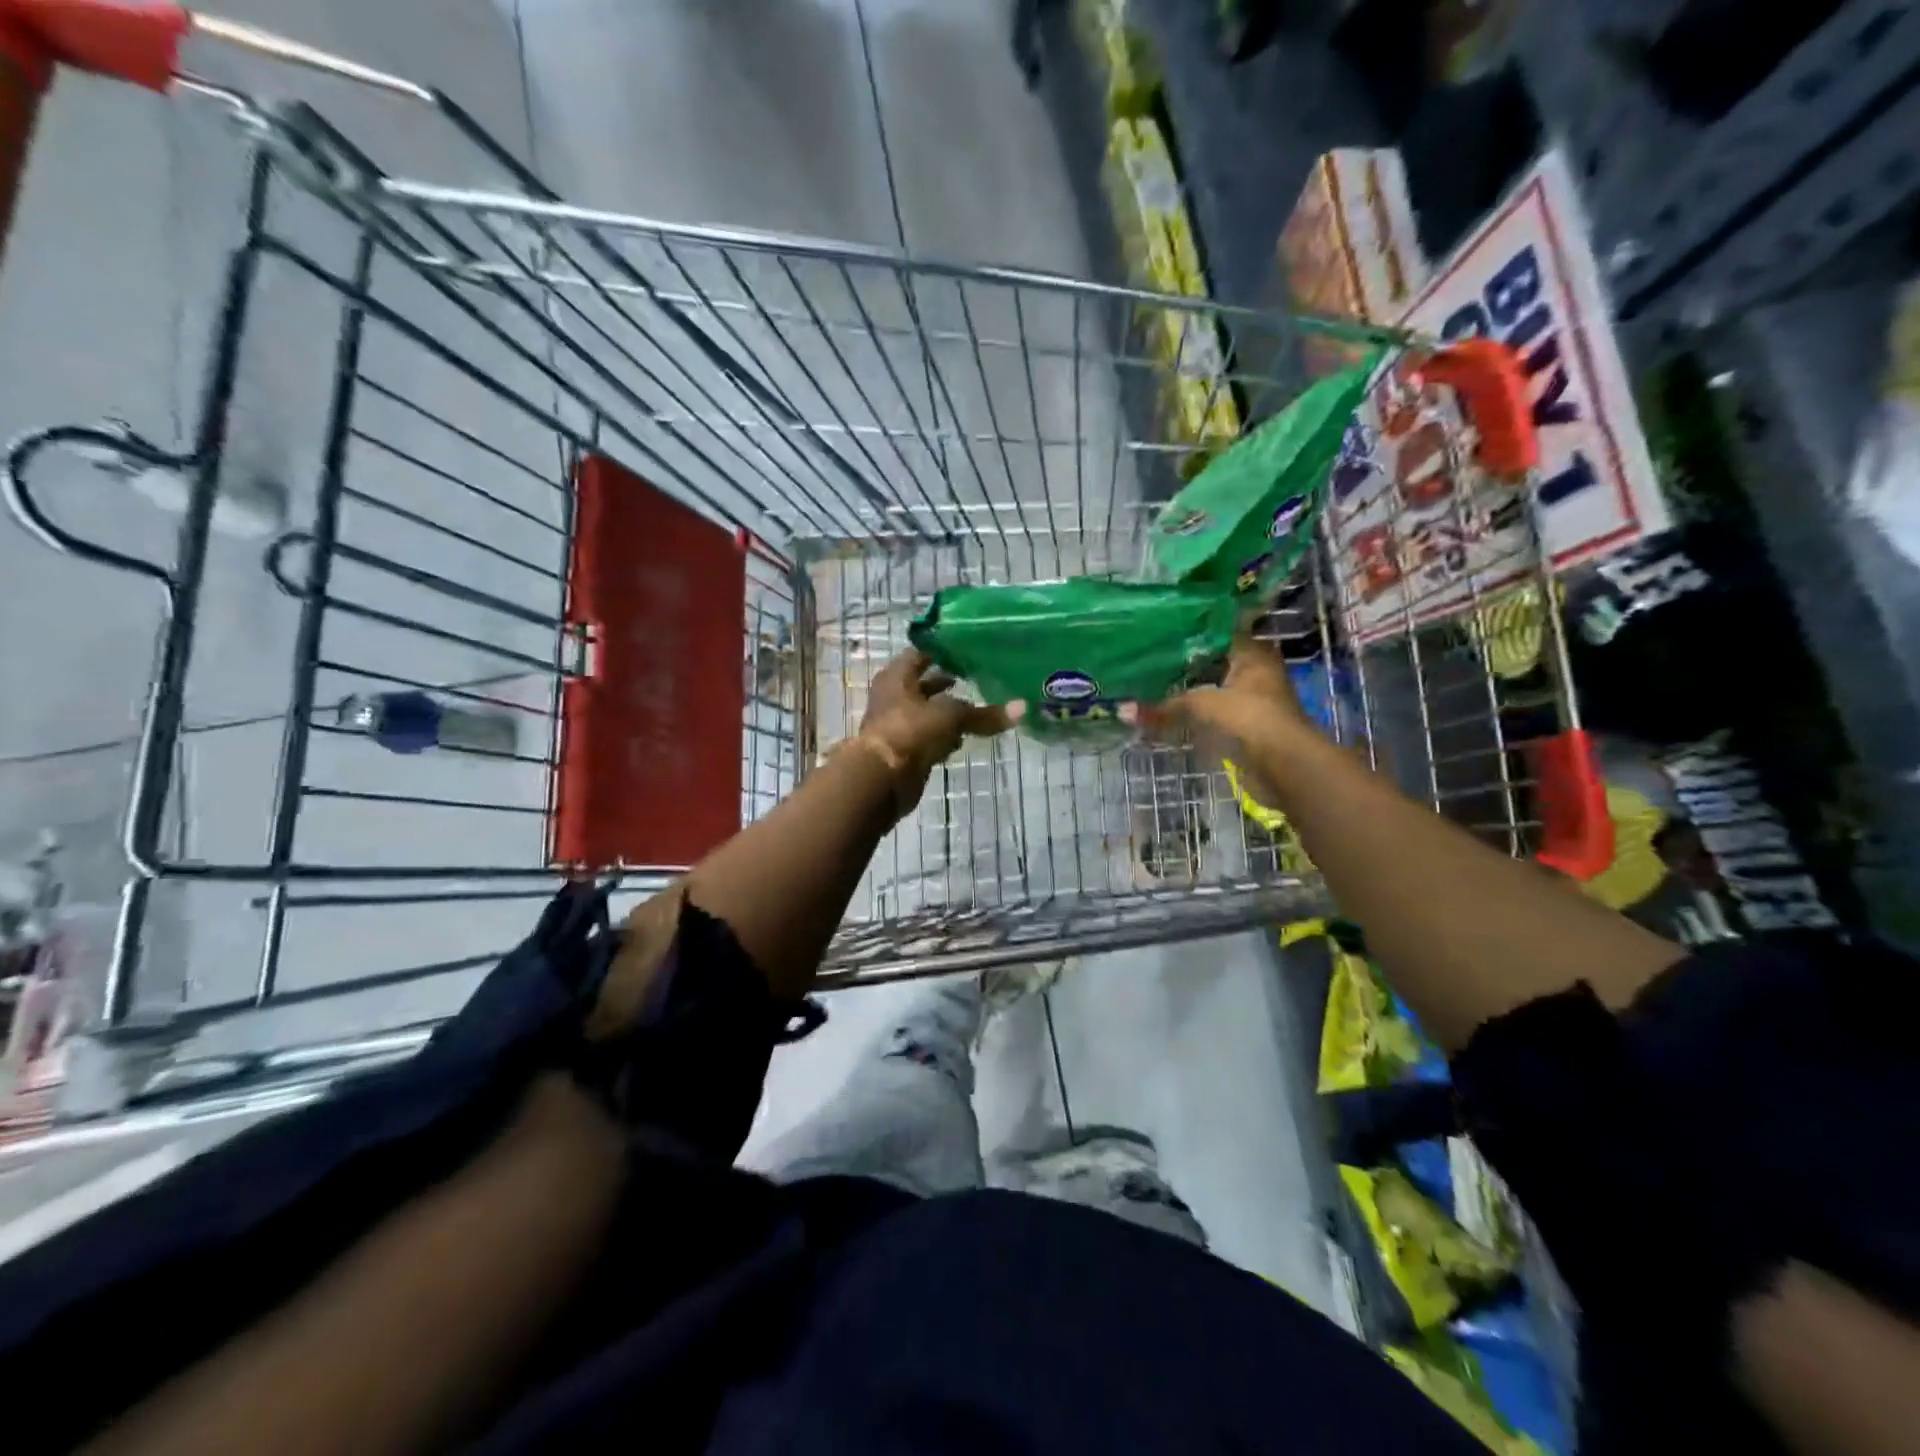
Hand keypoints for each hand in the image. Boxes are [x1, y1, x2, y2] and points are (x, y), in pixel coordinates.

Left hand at [858, 649, 1009, 809]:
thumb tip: (1022, 708)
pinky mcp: (904, 750)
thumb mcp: (951, 716)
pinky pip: (927, 737)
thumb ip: (984, 714)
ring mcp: (897, 724)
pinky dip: (943, 736)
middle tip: (975, 677)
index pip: (920, 654)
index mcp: (897, 676)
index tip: (968, 650)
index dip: (943, 651)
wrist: (882, 778)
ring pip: (926, 712)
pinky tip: (962, 739)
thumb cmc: (911, 731)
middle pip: (923, 684)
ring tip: (974, 708)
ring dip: (945, 711)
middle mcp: (893, 696)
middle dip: (946, 682)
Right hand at [1134, 636, 1310, 753]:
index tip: (1156, 632)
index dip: (1188, 632)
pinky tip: (1167, 711)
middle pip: (1212, 660)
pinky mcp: (1245, 725)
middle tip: (1146, 658)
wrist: (1284, 764)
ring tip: (1149, 684)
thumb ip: (1164, 706)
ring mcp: (1252, 699)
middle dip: (1183, 663)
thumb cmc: (1249, 718)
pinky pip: (1212, 711)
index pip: (1217, 631)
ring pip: (1212, 687)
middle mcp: (1254, 670)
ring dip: (1187, 689)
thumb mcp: (1202, 704)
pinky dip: (1194, 712)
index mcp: (1252, 652)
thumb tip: (1122, 710)